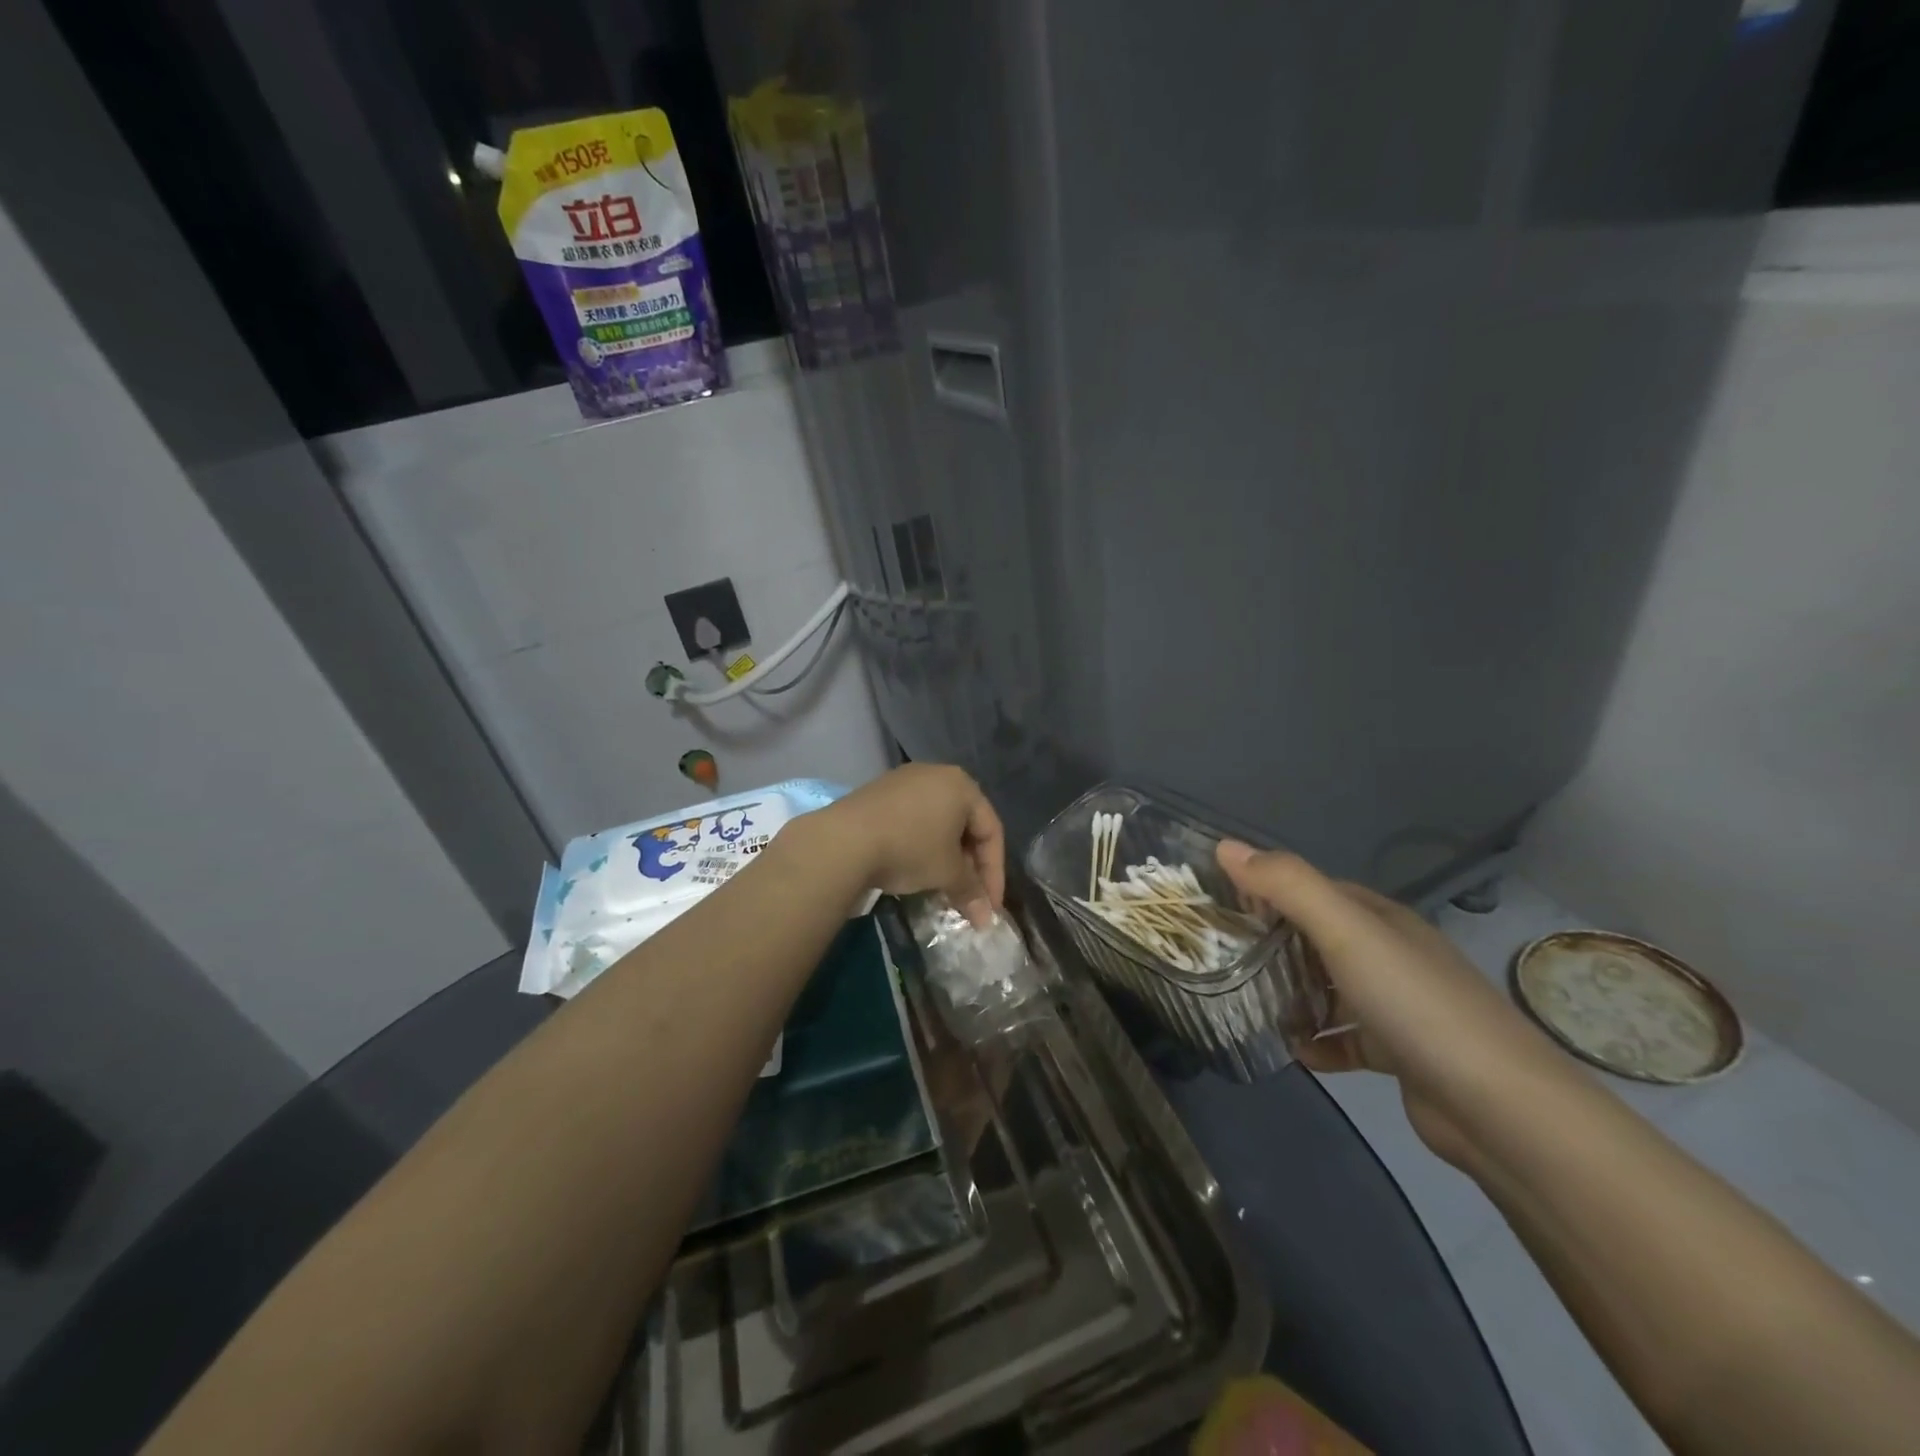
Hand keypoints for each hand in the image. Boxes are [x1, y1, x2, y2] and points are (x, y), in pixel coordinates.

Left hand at [818, 765, 1005, 924]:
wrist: (844, 840)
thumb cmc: (910, 848)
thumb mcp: (947, 873)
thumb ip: (971, 891)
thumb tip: (986, 919)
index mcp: (962, 785)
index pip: (991, 831)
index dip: (994, 873)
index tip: (989, 906)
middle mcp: (936, 774)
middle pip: (964, 824)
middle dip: (969, 866)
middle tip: (968, 898)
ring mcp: (904, 781)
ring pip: (936, 823)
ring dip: (944, 857)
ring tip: (941, 887)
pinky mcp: (877, 793)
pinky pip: (911, 820)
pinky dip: (919, 845)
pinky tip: (913, 869)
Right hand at [1216, 841, 1558, 1165]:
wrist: (1502, 1109)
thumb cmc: (1415, 1004)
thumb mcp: (1346, 932)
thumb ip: (1287, 885)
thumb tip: (1225, 845)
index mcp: (1381, 919)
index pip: (1314, 890)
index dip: (1268, 891)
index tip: (1221, 907)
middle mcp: (1391, 955)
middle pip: (1318, 938)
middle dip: (1273, 944)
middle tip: (1223, 958)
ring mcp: (1399, 1006)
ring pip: (1329, 988)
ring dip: (1293, 995)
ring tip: (1248, 1003)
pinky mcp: (1402, 1054)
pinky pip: (1347, 1039)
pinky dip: (1319, 1042)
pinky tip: (1296, 1051)